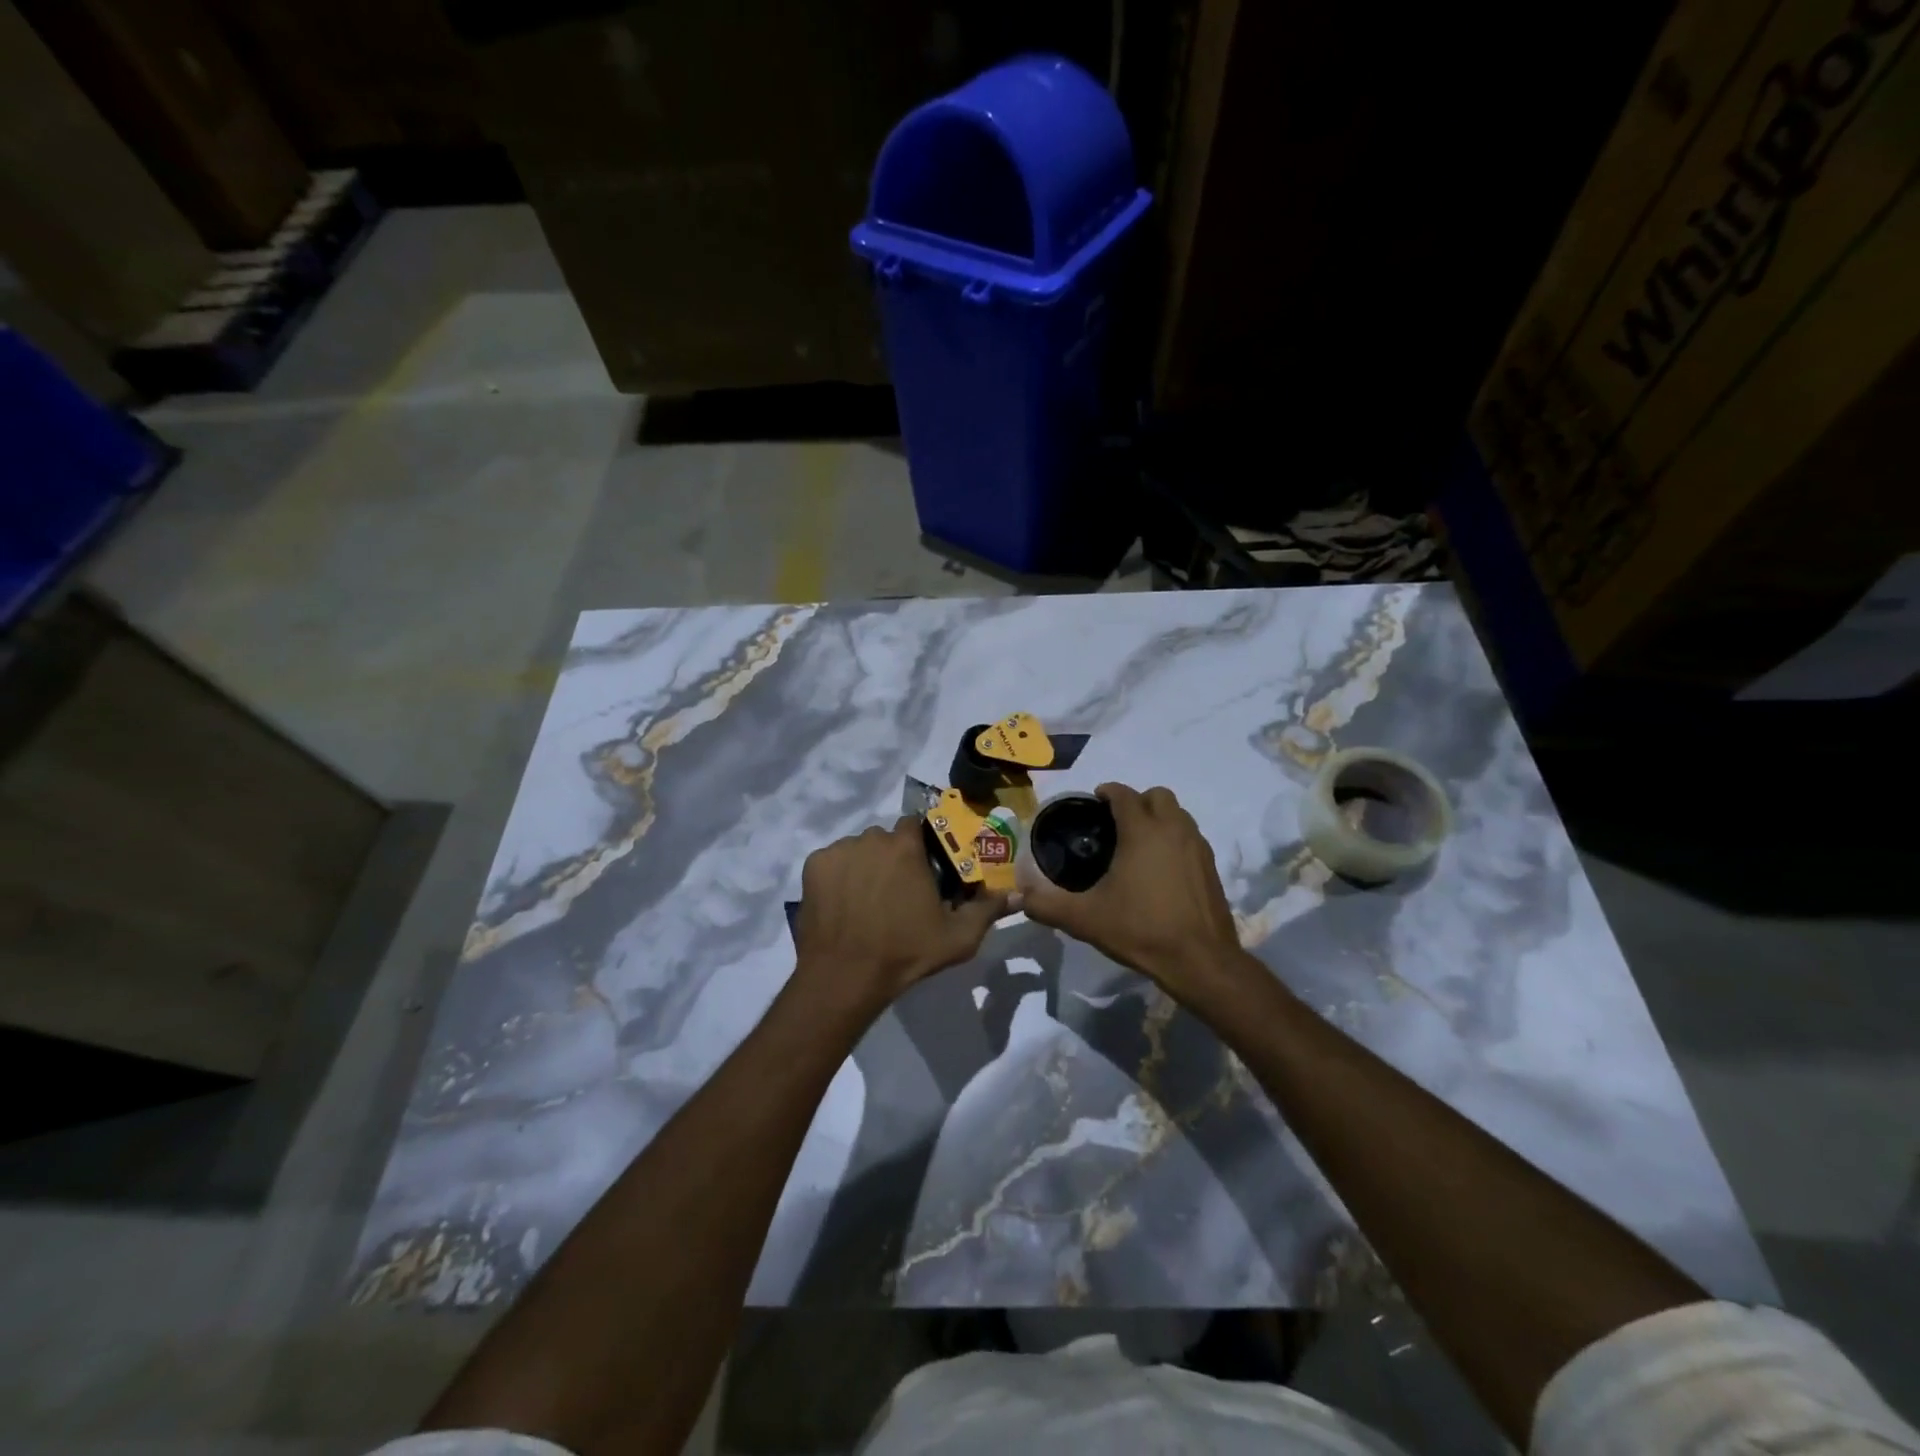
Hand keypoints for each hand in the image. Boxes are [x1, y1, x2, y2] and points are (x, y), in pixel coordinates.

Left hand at [794, 817, 1008, 1007]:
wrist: (845, 976)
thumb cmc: (906, 953)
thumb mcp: (958, 937)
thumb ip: (988, 910)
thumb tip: (1017, 894)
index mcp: (906, 847)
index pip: (916, 825)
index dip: (921, 844)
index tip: (923, 868)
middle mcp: (871, 838)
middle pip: (885, 838)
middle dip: (892, 857)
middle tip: (896, 892)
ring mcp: (839, 851)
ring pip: (857, 849)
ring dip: (865, 865)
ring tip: (866, 901)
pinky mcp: (813, 866)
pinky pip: (832, 862)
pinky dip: (838, 876)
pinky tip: (842, 904)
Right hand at [1021, 784, 1244, 997]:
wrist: (1201, 961)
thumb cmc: (1141, 929)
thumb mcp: (1086, 919)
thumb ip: (1048, 905)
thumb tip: (1020, 897)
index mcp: (1142, 831)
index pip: (1124, 794)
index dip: (1107, 792)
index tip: (1093, 803)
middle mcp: (1173, 829)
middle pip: (1157, 795)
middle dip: (1137, 801)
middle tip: (1116, 823)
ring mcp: (1197, 846)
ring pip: (1178, 814)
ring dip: (1159, 818)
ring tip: (1138, 843)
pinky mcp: (1211, 866)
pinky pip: (1190, 837)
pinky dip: (1175, 839)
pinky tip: (1161, 868)